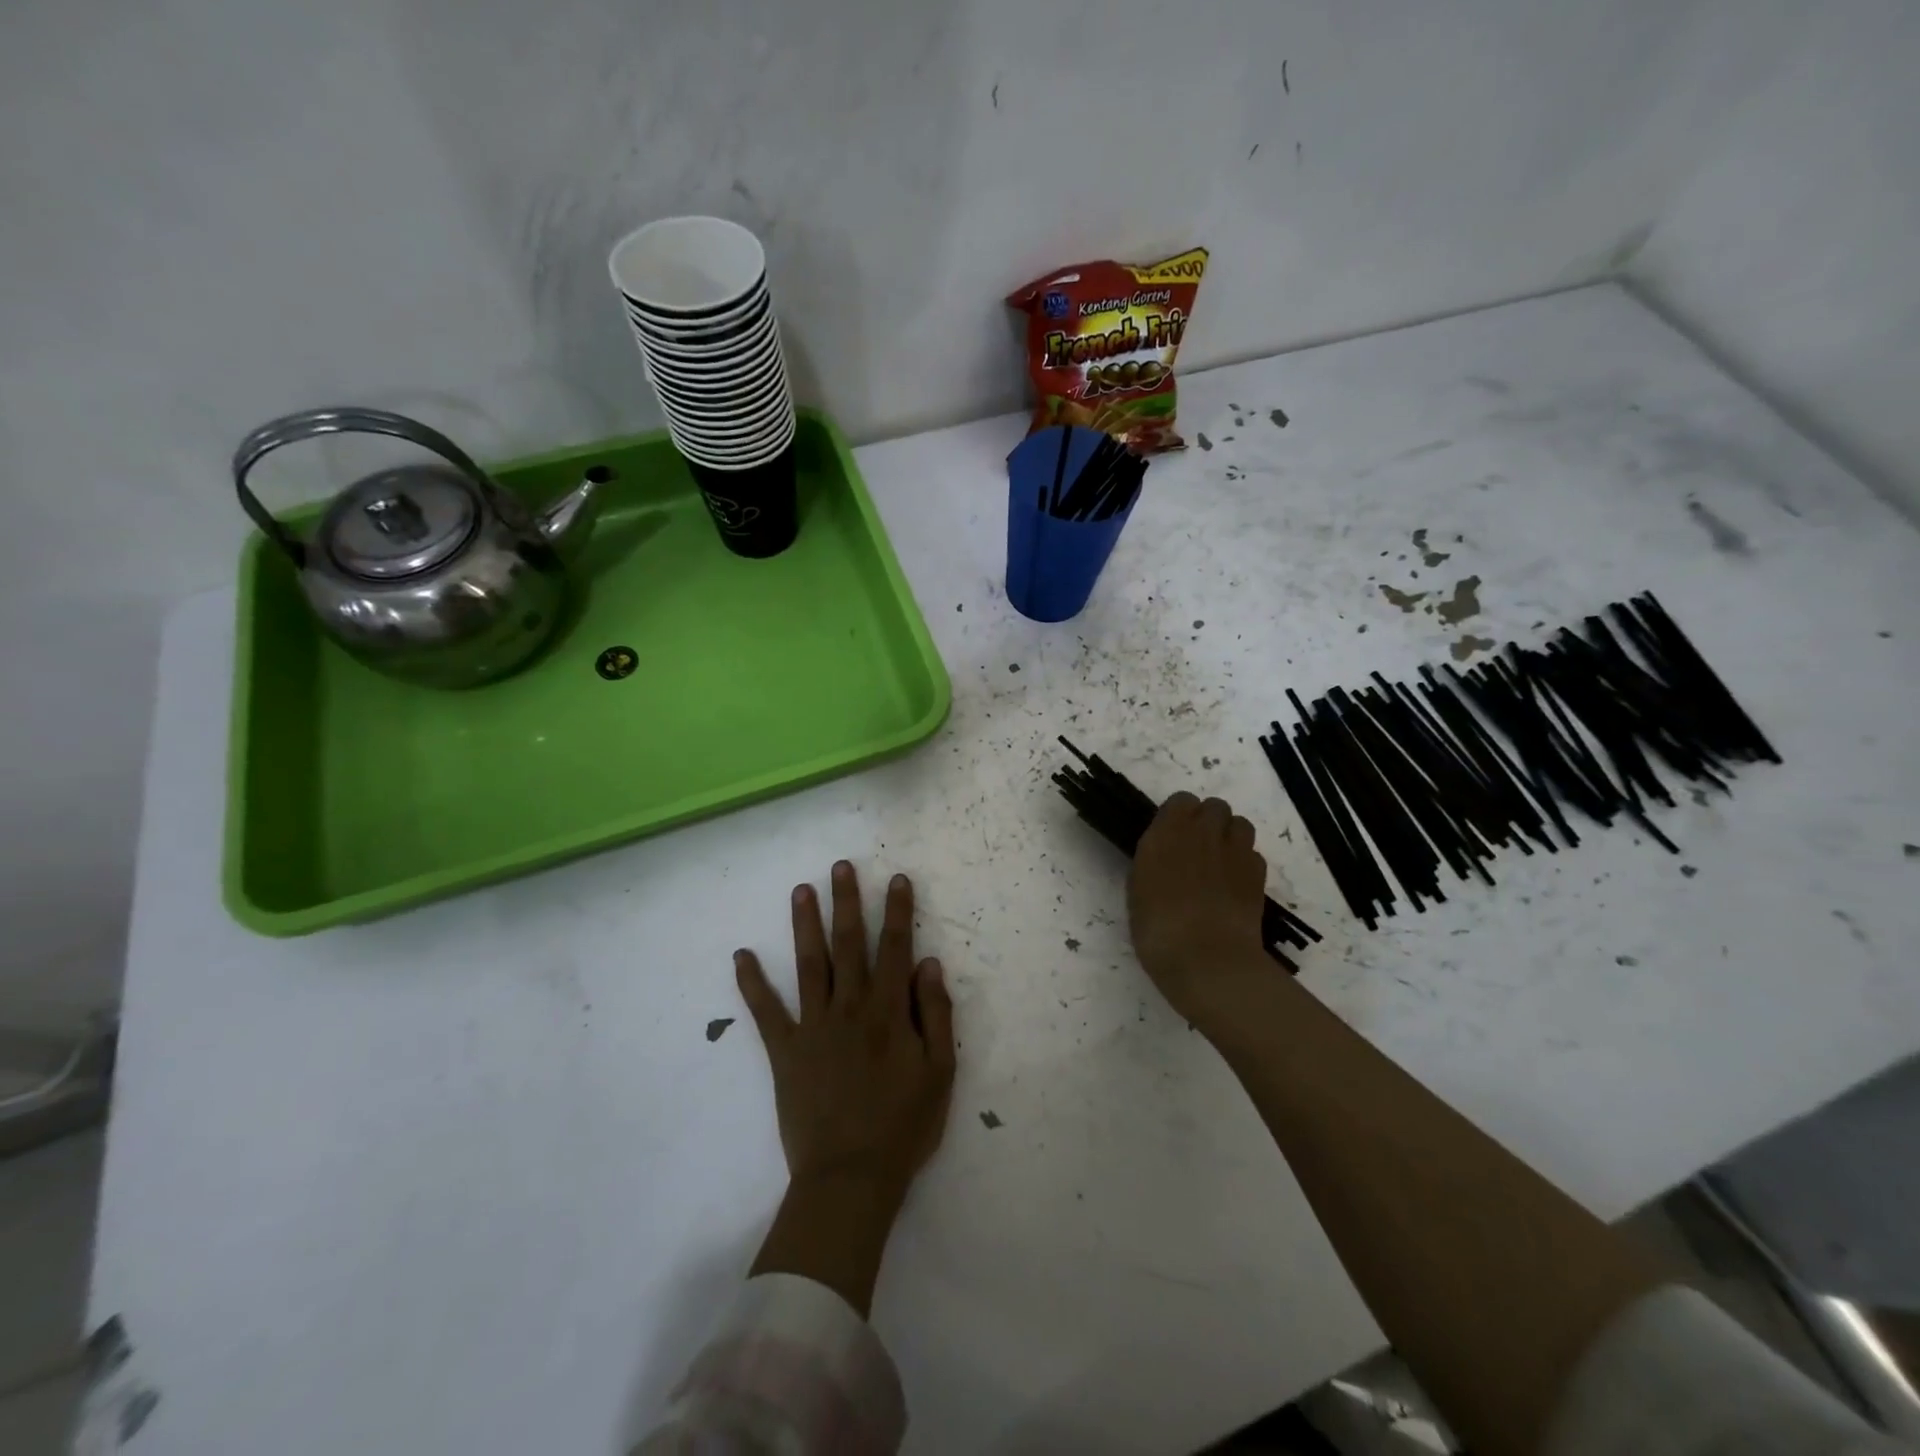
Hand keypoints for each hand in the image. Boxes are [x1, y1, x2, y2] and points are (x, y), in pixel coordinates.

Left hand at [735, 863, 955, 1313]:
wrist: (850, 1178)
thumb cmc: (903, 1127)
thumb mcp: (940, 1072)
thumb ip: (935, 1014)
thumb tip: (928, 962)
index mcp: (888, 1011)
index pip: (895, 948)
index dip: (898, 911)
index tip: (896, 879)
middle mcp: (849, 1007)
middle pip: (848, 944)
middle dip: (847, 902)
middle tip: (840, 866)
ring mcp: (813, 1026)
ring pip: (809, 964)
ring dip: (805, 925)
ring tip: (800, 890)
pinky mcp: (785, 1051)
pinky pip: (766, 1012)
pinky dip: (752, 983)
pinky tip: (740, 956)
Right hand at [1128, 793, 1275, 1035]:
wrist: (1207, 959)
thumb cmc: (1157, 929)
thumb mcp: (1137, 890)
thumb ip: (1153, 862)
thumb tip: (1164, 857)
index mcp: (1167, 832)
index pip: (1181, 800)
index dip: (1179, 815)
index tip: (1171, 836)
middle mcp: (1203, 833)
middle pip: (1215, 807)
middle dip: (1208, 822)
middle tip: (1197, 849)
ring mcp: (1235, 851)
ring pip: (1240, 824)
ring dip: (1230, 836)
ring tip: (1220, 863)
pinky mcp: (1258, 873)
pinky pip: (1253, 854)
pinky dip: (1245, 863)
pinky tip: (1234, 886)